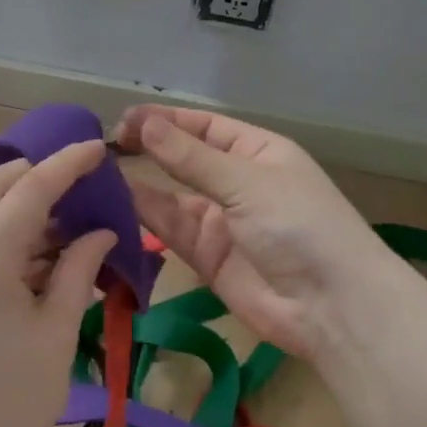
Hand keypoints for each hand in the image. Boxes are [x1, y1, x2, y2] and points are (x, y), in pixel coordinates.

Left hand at [0, 141, 115, 426]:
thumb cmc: (16, 399)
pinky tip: (34, 257)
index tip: (97, 147)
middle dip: (35, 175)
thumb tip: (100, 230)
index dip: (66, 164)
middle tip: (79, 184)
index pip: (28, 191)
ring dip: (17, 207)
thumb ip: (77, 268)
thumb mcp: (56, 330)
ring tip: (64, 226)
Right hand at [113, 106, 393, 357]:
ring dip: (137, 186)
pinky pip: (169, 231)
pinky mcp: (205, 258)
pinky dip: (142, 219)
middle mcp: (236, 183)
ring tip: (96, 174)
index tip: (123, 119)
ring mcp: (220, 222)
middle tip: (102, 146)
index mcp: (257, 152)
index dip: (165, 120)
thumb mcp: (246, 182)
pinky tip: (113, 204)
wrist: (330, 306)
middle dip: (147, 151)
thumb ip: (191, 158)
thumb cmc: (298, 225)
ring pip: (170, 197)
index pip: (204, 127)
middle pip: (184, 160)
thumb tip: (143, 122)